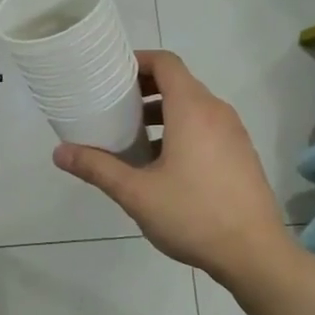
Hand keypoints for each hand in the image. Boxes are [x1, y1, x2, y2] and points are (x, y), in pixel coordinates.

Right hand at [53, 49, 295, 287]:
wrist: (255, 254)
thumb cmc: (193, 215)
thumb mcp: (136, 193)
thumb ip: (97, 168)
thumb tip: (59, 152)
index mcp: (192, 109)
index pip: (166, 62)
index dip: (138, 61)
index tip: (112, 75)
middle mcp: (217, 111)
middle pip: (179, 82)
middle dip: (145, 89)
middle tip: (114, 106)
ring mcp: (234, 133)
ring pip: (194, 107)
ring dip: (163, 112)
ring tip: (134, 137)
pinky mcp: (242, 154)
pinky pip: (207, 126)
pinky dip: (182, 129)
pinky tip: (164, 164)